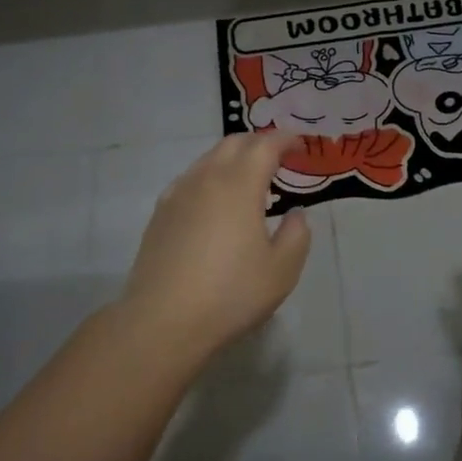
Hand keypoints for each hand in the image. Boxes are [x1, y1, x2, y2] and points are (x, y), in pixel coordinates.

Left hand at [119, 134, 311, 368]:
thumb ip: (297, 235)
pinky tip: (214, 202)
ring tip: (249, 181)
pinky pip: (190, 178)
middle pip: (235, 143)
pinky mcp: (160, 212)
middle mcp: (207, 178)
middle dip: (259, 143)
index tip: (301, 146)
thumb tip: (296, 213)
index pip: (266, 145)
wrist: (163, 321)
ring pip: (209, 158)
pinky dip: (210, 176)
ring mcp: (179, 193)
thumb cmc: (230, 294)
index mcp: (240, 184)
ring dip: (233, 158)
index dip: (286, 140)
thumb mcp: (282, 270)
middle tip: (278, 159)